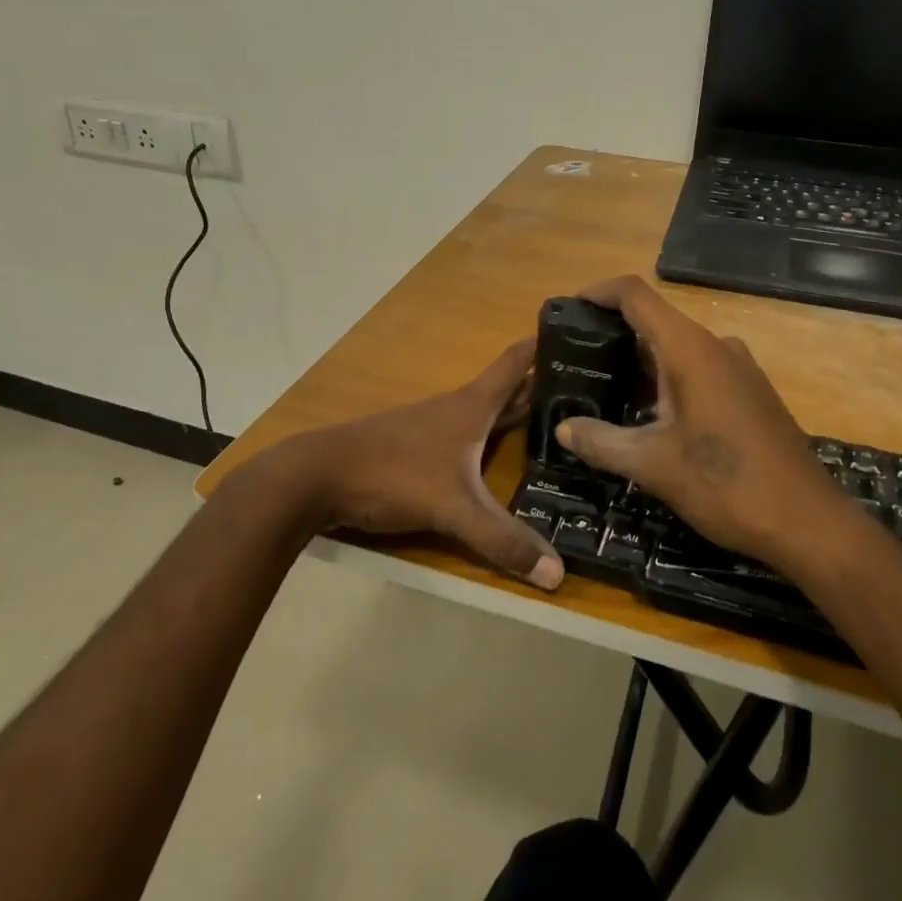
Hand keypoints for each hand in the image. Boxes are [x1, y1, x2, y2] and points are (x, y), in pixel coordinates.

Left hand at [287, 340, 563, 589]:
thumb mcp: (454, 509)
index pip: (515, 362)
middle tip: (585, 383)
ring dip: (516, 411)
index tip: (574, 326)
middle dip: (542, 382)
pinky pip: (466, 436)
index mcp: (473, 406)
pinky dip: (490, 437)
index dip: (542, 343)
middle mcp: (457, 408)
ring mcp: (433, 427)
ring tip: (553, 419)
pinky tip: (496, 456)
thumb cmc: (393, 474)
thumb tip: (558, 574)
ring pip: (486, 413)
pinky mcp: (416, 448)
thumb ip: (503, 540)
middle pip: (507, 388)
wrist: (316, 477)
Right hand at [553, 277, 844, 567]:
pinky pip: (699, 370)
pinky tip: (650, 415)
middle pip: (655, 321)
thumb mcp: (653, 465)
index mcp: (690, 349)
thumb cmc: (726, 484)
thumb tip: (563, 428)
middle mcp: (716, 346)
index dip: (599, 292)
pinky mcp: (751, 393)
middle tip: (576, 360)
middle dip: (613, 335)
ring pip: (678, 349)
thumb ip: (602, 442)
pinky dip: (667, 380)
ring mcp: (739, 369)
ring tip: (604, 389)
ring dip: (641, 363)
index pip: (636, 295)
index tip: (568, 307)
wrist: (808, 523)